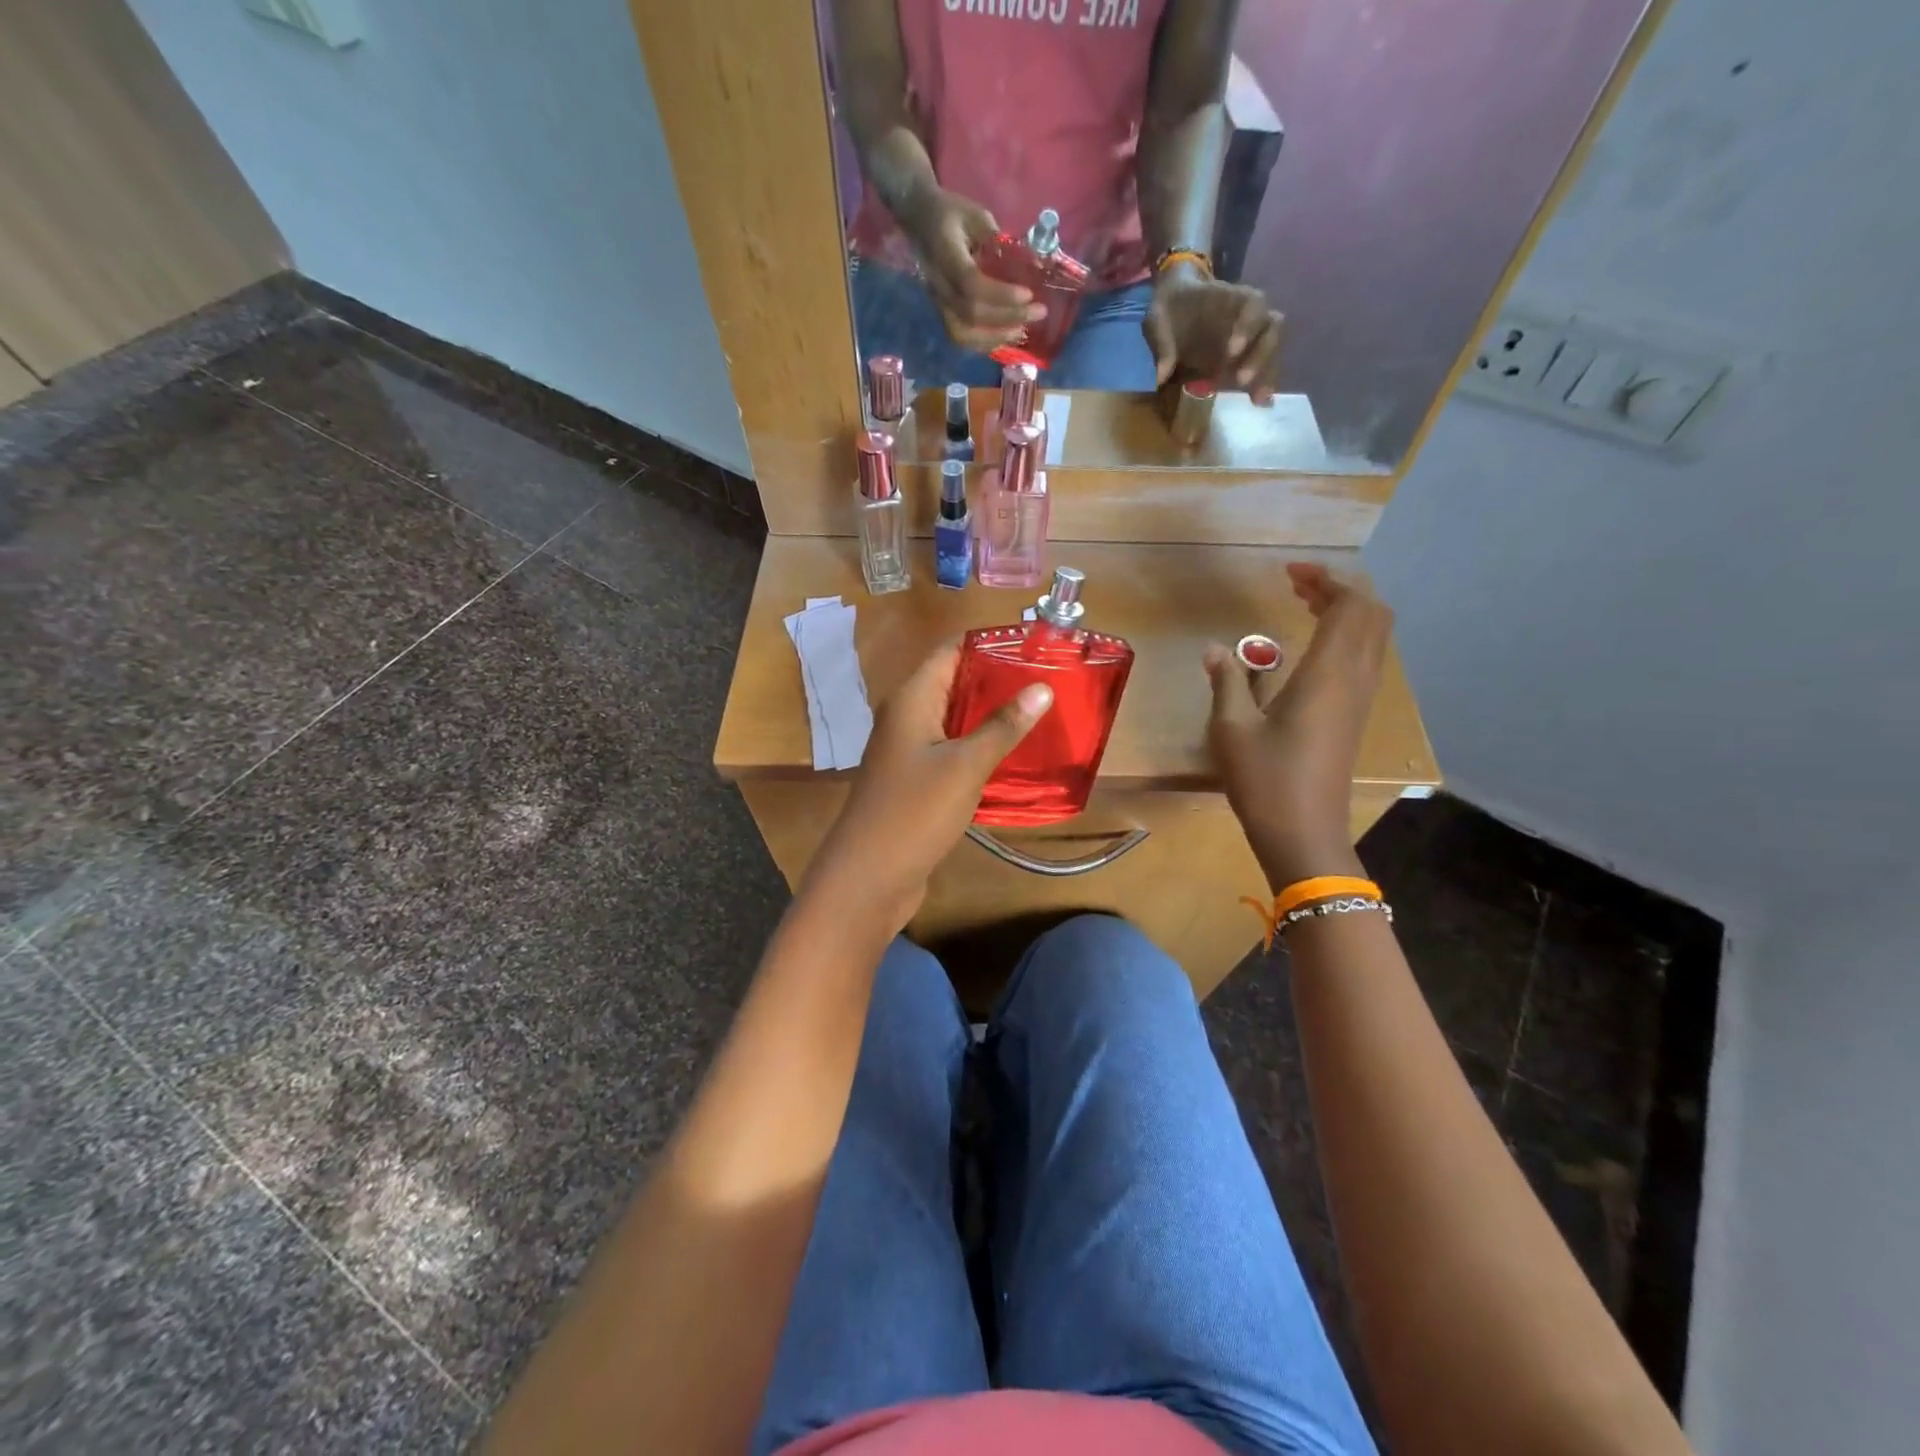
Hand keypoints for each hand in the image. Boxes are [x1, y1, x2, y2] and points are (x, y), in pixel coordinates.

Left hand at [807, 644, 1052, 929]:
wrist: (868, 877)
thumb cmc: (914, 812)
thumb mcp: (965, 765)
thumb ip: (1003, 726)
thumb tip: (1041, 688)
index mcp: (912, 698)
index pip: (952, 650)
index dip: (991, 643)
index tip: (1036, 645)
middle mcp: (907, 716)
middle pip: (955, 682)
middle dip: (999, 679)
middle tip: (1050, 680)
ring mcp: (909, 750)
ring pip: (956, 719)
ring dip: (992, 715)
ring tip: (1043, 712)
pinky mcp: (917, 780)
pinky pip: (952, 750)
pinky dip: (981, 746)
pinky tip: (1015, 754)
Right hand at [902, 188, 1048, 352]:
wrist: (919, 221)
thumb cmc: (951, 214)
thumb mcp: (976, 215)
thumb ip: (998, 241)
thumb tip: (1028, 264)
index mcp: (946, 254)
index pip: (971, 283)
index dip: (1001, 294)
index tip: (1028, 294)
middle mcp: (939, 285)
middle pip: (971, 314)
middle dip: (1008, 317)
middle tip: (1038, 312)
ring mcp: (938, 303)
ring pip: (963, 334)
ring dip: (995, 337)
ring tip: (1022, 331)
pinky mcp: (943, 313)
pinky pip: (961, 338)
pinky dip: (985, 343)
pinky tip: (1005, 337)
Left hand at [1143, 264, 1283, 403]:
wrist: (1176, 307)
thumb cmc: (1171, 308)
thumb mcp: (1158, 317)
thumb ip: (1162, 341)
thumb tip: (1161, 375)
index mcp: (1232, 298)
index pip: (1254, 304)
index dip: (1248, 326)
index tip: (1232, 351)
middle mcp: (1249, 316)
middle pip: (1271, 329)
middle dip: (1261, 355)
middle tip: (1242, 380)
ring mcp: (1250, 337)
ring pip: (1271, 351)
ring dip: (1266, 374)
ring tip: (1257, 399)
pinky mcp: (1245, 357)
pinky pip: (1262, 368)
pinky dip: (1261, 385)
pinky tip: (1258, 402)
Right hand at [1206, 564, 1392, 886]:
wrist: (1304, 833)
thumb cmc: (1266, 779)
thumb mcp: (1232, 728)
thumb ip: (1227, 681)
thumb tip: (1214, 649)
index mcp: (1329, 674)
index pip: (1350, 606)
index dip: (1327, 579)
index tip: (1289, 573)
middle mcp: (1355, 679)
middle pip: (1372, 614)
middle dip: (1341, 589)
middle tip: (1298, 585)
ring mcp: (1360, 699)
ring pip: (1373, 636)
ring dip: (1346, 611)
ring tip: (1304, 605)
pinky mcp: (1355, 716)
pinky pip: (1365, 658)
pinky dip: (1346, 636)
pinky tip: (1312, 647)